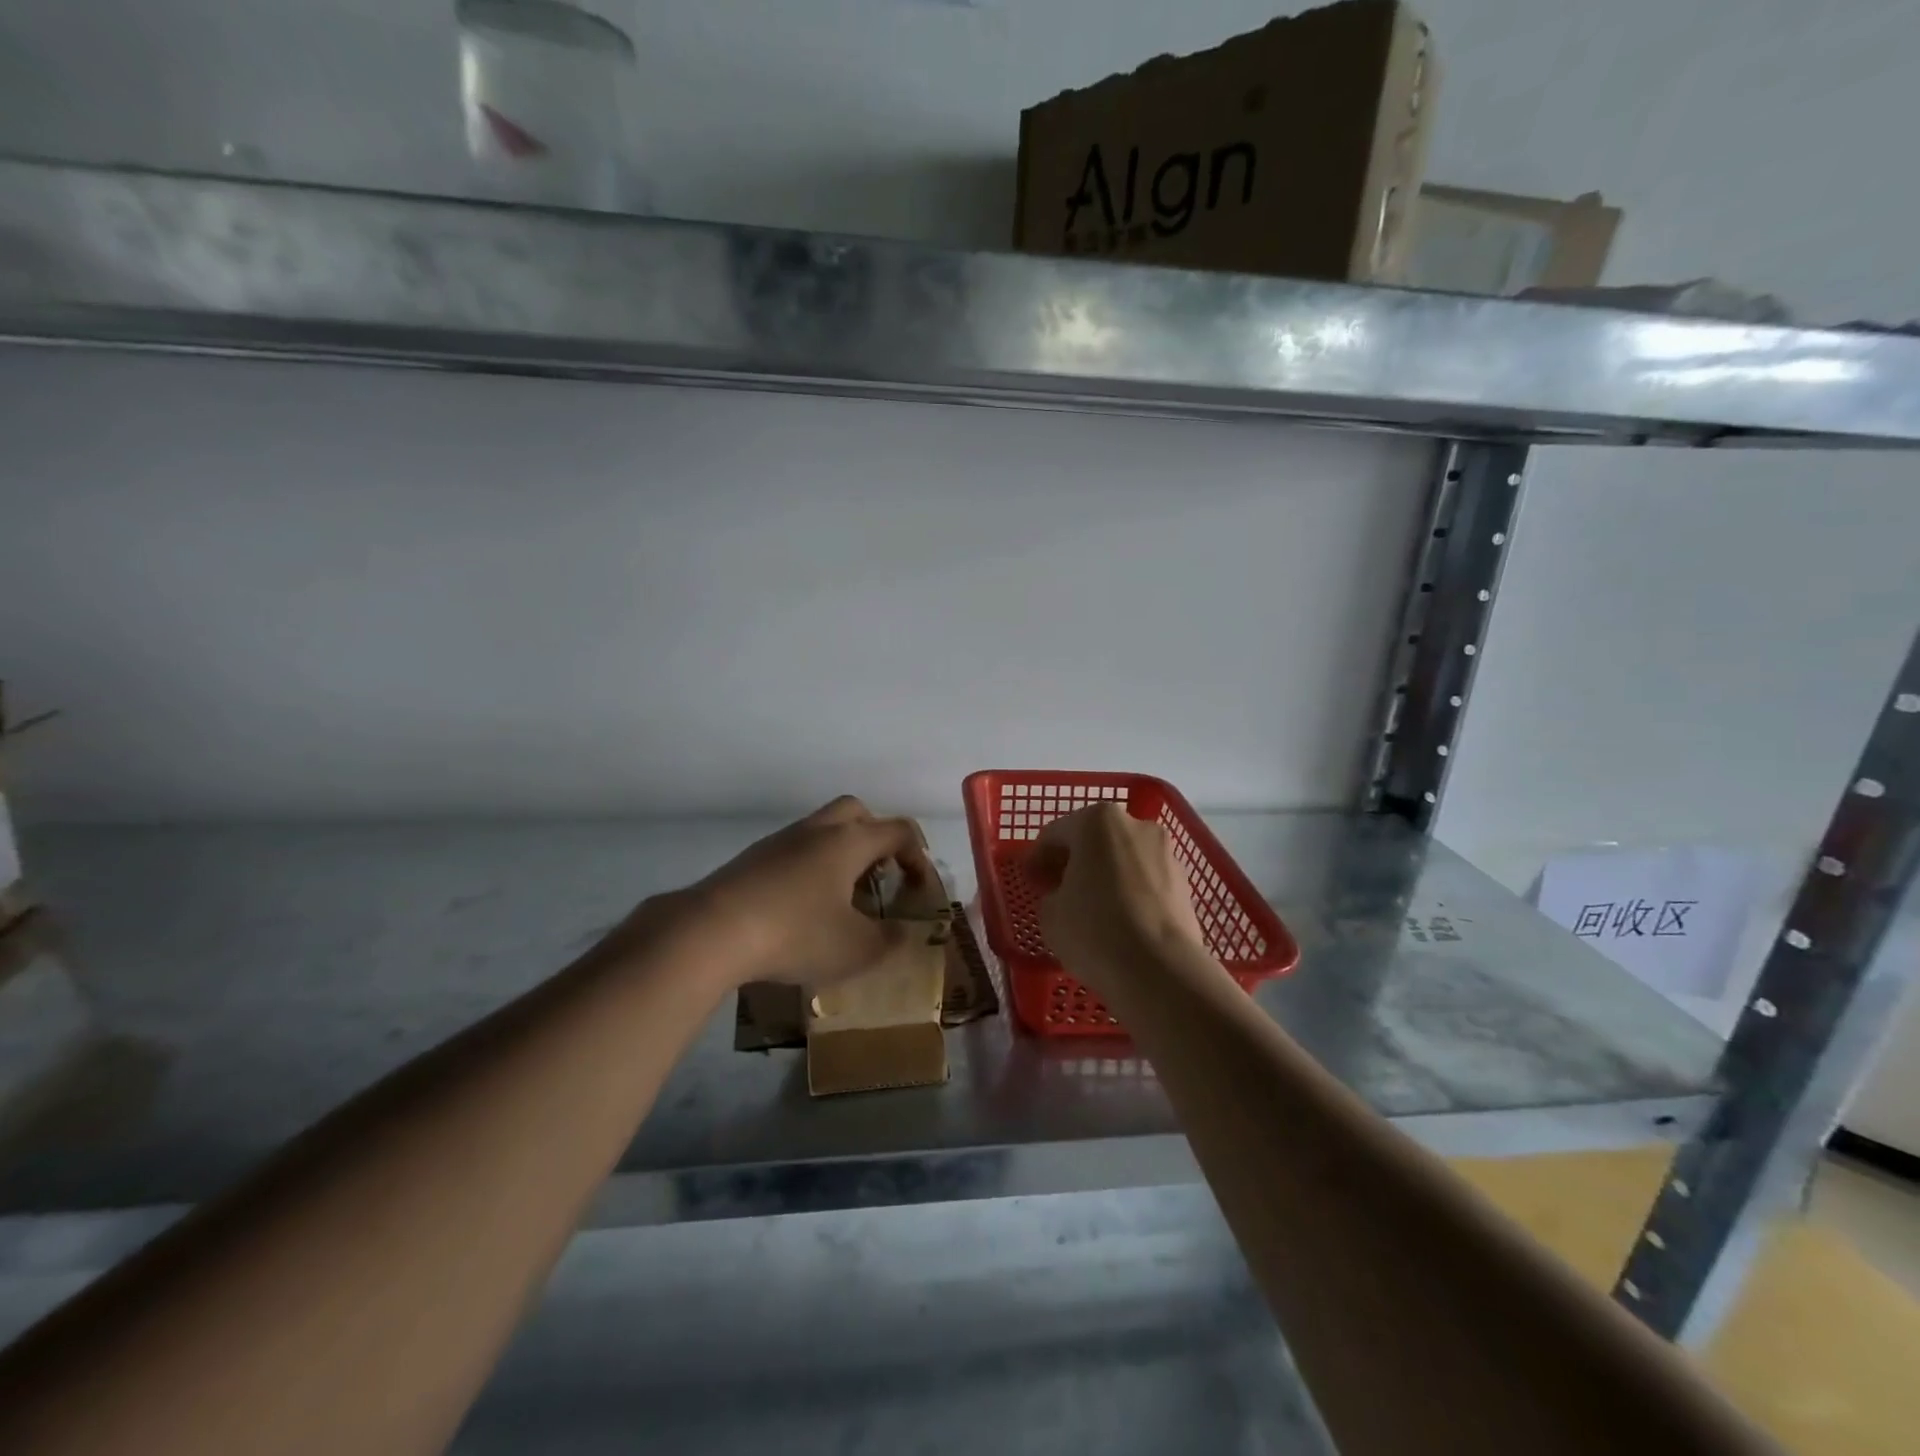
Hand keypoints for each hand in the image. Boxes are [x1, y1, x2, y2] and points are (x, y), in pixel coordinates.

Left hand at [622, 796, 932, 991]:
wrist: (712, 930)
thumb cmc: (796, 933)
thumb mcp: (855, 949)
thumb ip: (889, 941)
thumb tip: (903, 934)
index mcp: (849, 842)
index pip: (898, 831)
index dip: (917, 855)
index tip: (918, 888)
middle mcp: (817, 830)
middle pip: (856, 812)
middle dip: (876, 838)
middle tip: (880, 875)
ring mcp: (781, 841)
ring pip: (822, 830)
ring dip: (841, 853)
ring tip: (843, 898)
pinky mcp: (753, 859)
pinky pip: (795, 850)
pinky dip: (810, 868)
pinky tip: (804, 907)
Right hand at [1029, 803, 1208, 998]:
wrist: (1161, 969)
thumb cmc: (1094, 931)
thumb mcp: (1050, 914)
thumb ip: (1051, 893)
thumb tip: (1065, 895)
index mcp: (1096, 821)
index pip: (1055, 833)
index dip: (1037, 859)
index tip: (1030, 883)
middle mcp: (1135, 824)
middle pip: (1093, 839)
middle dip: (1074, 862)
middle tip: (1057, 891)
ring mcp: (1165, 851)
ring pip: (1122, 858)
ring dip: (1104, 875)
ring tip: (1092, 908)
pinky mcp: (1184, 881)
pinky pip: (1145, 880)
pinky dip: (1129, 891)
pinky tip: (1120, 920)